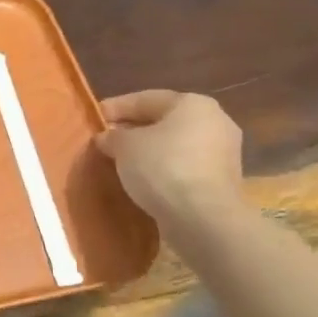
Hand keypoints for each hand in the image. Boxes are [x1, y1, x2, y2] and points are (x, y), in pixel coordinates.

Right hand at [94, 90, 246, 229]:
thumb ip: (112, 136)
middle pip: (164, 121)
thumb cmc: (162, 167)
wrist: (203, 218)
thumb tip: (107, 137)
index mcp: (193, 103)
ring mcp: (223, 153)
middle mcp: (215, 121)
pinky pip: (184, 166)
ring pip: (175, 145)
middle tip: (106, 139)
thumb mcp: (124, 146)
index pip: (146, 99)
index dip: (116, 107)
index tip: (94, 116)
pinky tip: (143, 178)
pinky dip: (163, 169)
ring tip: (121, 160)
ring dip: (149, 151)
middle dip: (134, 129)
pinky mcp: (222, 180)